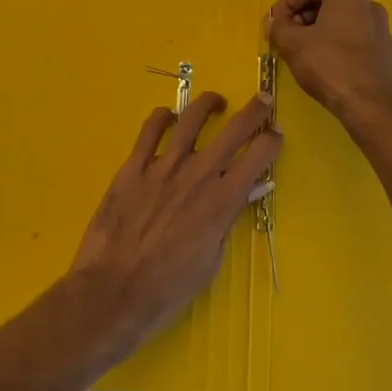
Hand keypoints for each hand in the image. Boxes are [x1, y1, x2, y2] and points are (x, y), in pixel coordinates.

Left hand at [68, 92, 281, 358]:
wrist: (114, 291)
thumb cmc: (168, 288)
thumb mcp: (211, 261)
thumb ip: (227, 221)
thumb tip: (244, 194)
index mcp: (221, 201)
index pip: (258, 157)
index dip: (272, 142)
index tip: (277, 135)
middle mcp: (197, 174)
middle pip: (234, 130)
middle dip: (255, 111)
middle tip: (264, 99)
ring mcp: (163, 166)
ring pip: (191, 119)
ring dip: (208, 104)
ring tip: (216, 101)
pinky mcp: (133, 166)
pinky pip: (150, 130)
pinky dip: (161, 117)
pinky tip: (168, 116)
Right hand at [267, 0, 391, 130]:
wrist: (369, 106)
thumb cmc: (329, 66)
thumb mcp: (292, 44)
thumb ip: (278, 26)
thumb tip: (274, 21)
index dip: (286, 2)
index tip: (274, 23)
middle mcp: (367, 2)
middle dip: (300, 15)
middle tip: (285, 36)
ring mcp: (380, 25)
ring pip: (339, 18)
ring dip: (315, 29)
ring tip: (300, 50)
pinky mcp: (384, 48)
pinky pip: (353, 34)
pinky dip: (334, 41)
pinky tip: (322, 62)